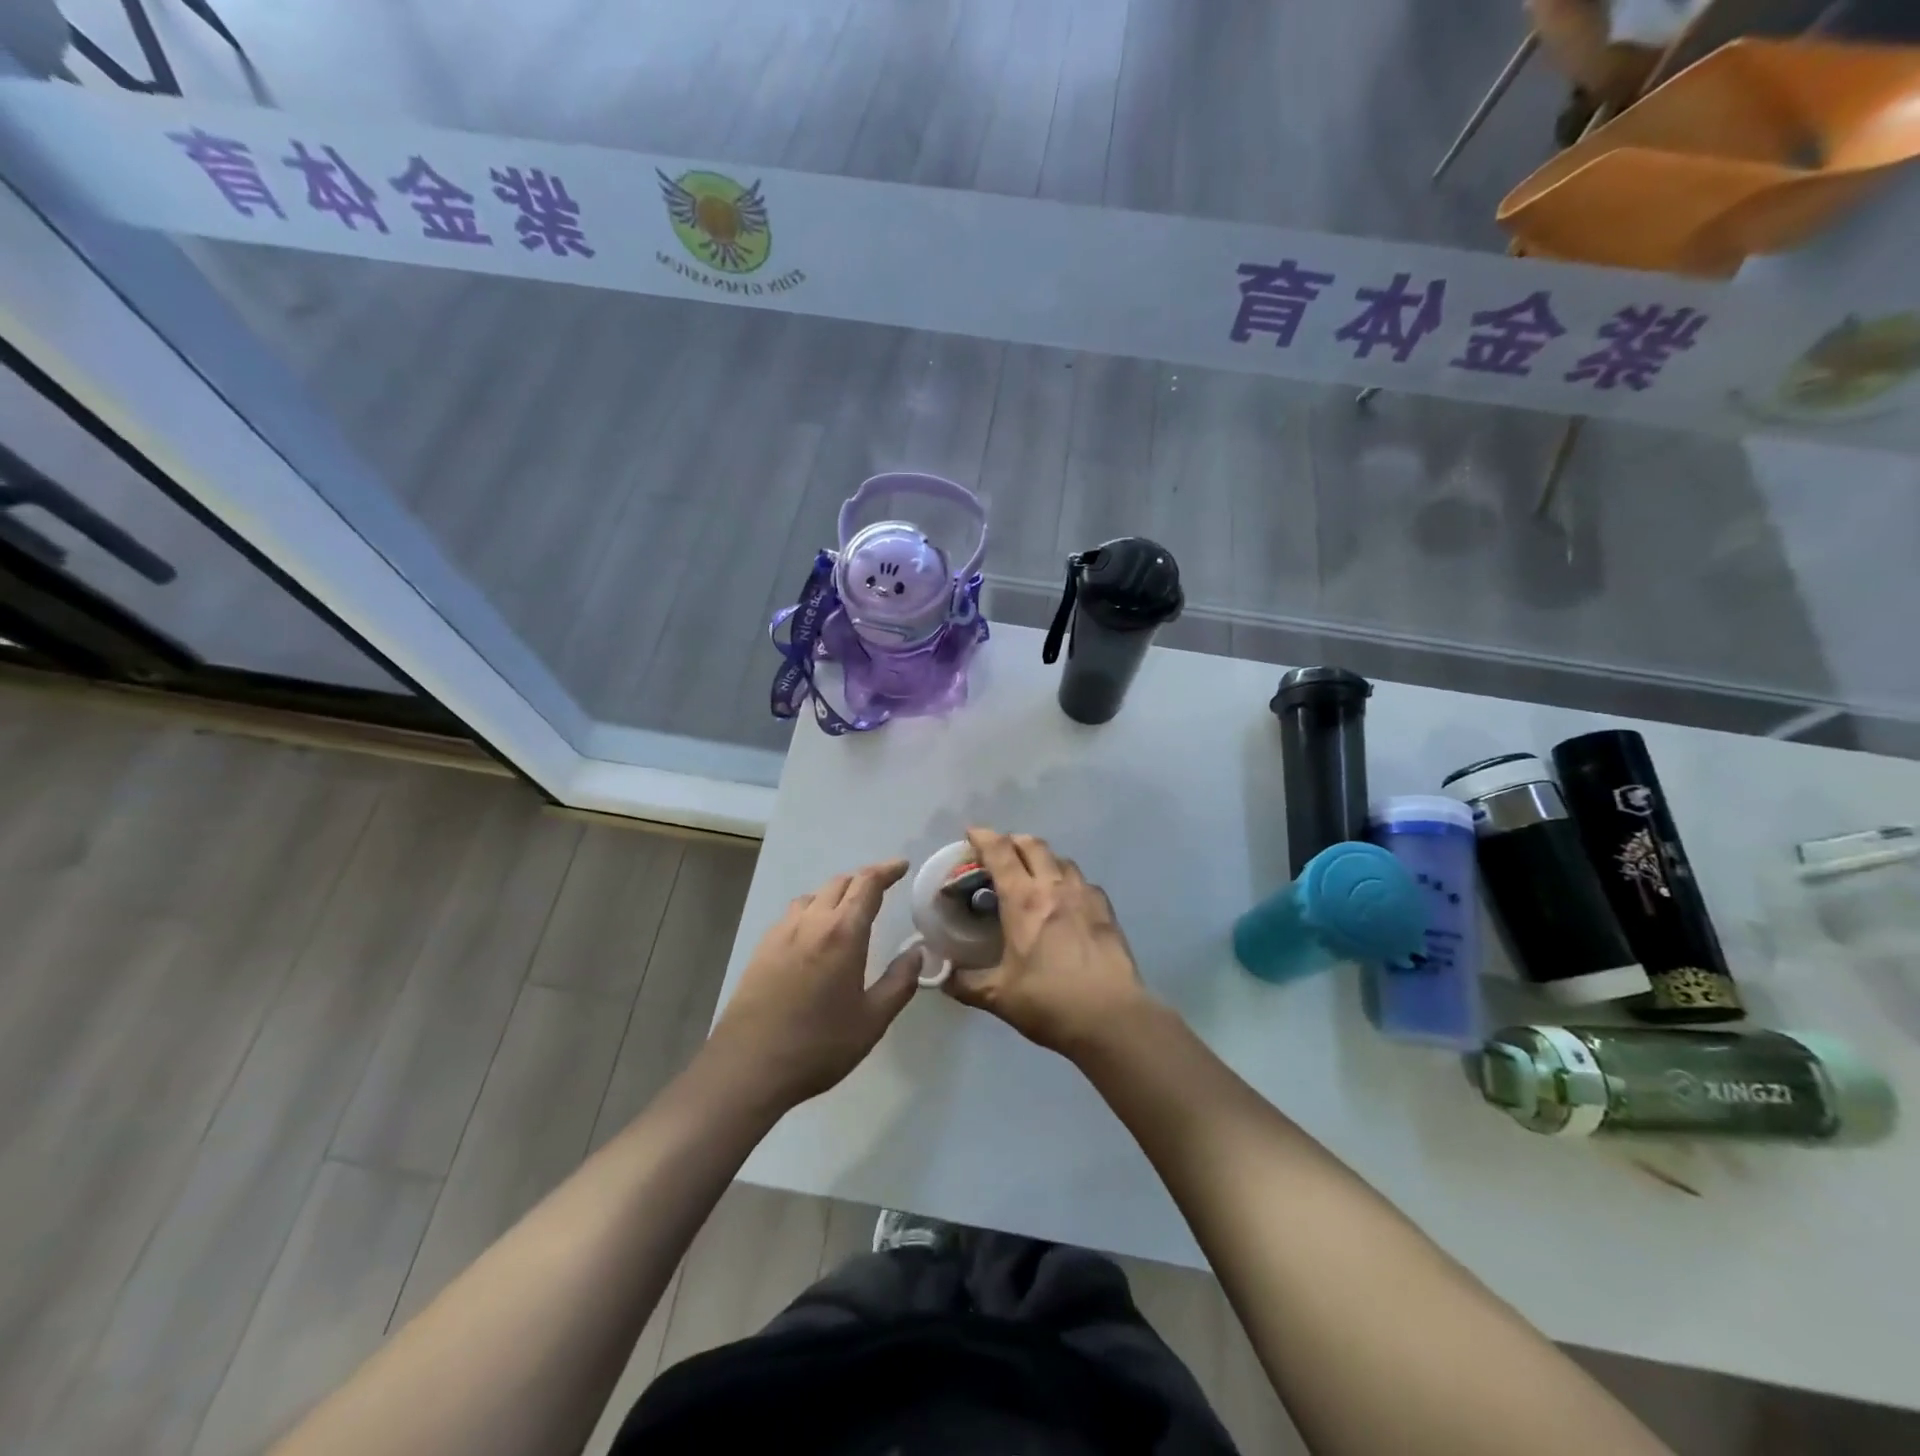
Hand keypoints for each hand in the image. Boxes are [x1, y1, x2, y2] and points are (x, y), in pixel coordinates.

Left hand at [708, 860, 917, 1108]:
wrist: (747, 1067)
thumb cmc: (818, 1045)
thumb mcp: (872, 1021)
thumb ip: (900, 982)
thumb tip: (917, 952)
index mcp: (842, 933)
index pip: (867, 884)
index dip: (887, 870)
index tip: (902, 866)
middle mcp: (811, 922)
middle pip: (839, 883)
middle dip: (863, 881)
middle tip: (882, 890)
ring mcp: (781, 933)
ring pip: (813, 896)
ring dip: (835, 895)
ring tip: (848, 912)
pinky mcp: (762, 949)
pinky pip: (793, 915)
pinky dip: (812, 912)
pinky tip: (815, 937)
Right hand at [945, 828, 1149, 1057]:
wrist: (1111, 1017)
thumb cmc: (1049, 1002)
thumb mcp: (999, 997)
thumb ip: (966, 984)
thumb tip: (943, 977)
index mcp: (1023, 900)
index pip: (1000, 852)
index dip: (983, 837)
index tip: (971, 833)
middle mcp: (1054, 887)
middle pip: (1033, 845)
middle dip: (1013, 841)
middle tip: (999, 853)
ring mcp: (1085, 895)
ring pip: (1061, 859)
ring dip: (1042, 858)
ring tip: (1032, 875)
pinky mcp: (1106, 910)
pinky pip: (1083, 882)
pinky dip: (1068, 881)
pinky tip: (1066, 901)